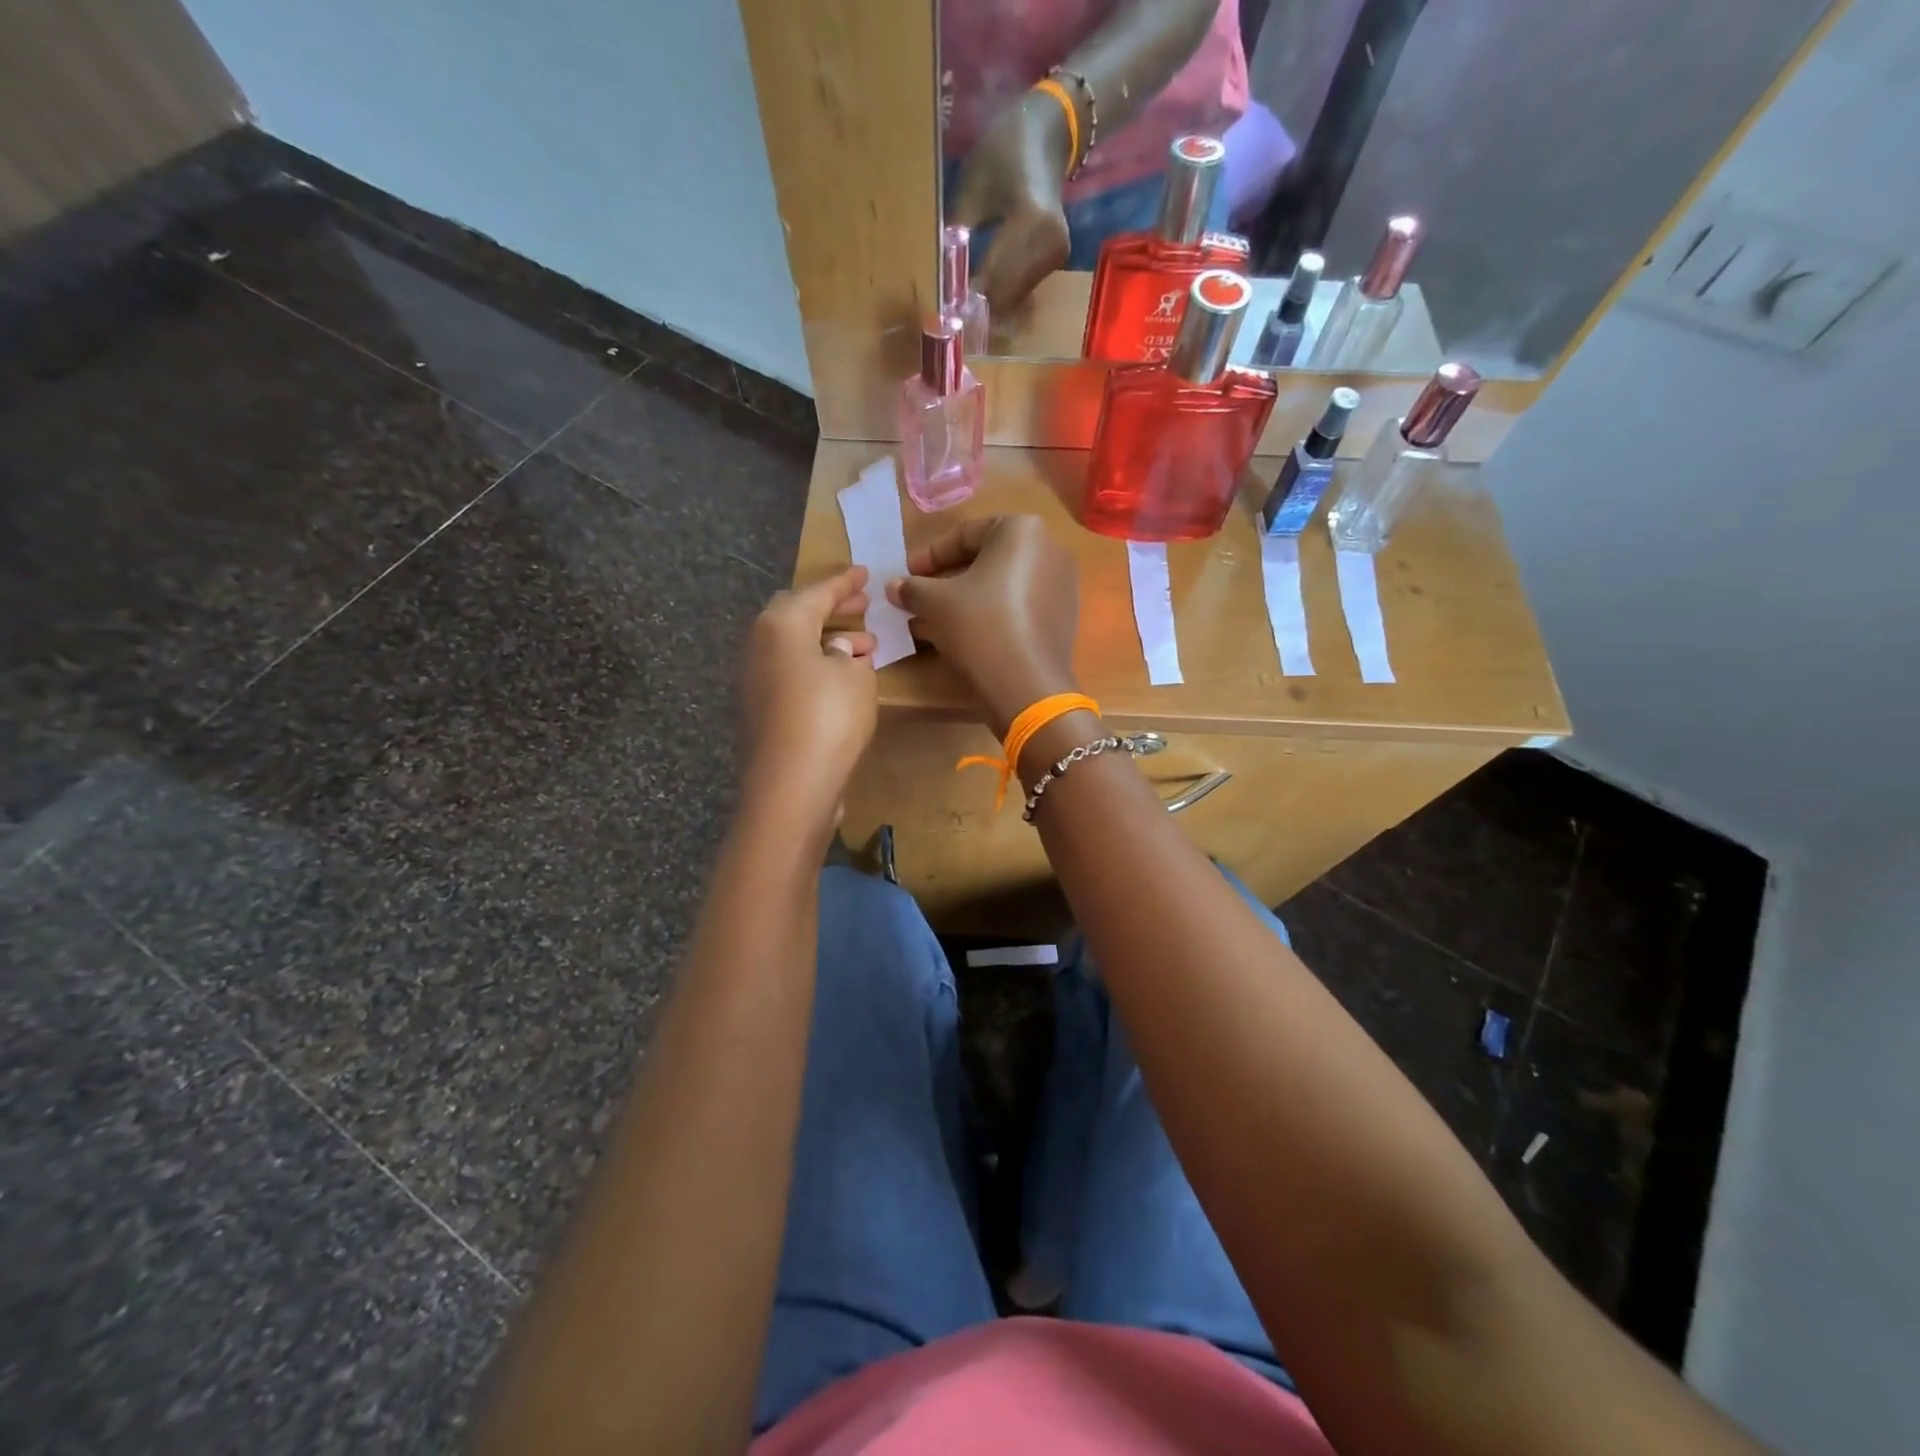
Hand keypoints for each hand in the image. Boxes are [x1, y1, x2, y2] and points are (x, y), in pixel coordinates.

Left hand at [739, 567, 878, 830]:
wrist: (790, 786)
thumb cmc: (828, 718)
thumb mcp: (856, 676)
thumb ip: (850, 652)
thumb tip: (838, 649)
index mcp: (781, 624)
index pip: (817, 592)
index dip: (845, 582)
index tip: (865, 573)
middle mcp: (760, 645)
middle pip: (796, 614)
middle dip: (831, 608)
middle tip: (862, 607)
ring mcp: (755, 679)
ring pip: (793, 645)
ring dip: (827, 640)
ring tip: (865, 646)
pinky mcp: (760, 709)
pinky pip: (791, 671)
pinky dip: (816, 666)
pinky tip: (842, 679)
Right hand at [885, 516, 1079, 735]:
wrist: (1027, 685)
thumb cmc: (979, 626)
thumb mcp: (935, 603)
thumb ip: (912, 589)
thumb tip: (893, 586)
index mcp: (1022, 530)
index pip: (965, 535)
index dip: (930, 557)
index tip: (907, 576)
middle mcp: (1049, 549)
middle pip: (986, 559)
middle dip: (948, 580)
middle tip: (919, 598)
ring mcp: (1061, 585)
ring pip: (1001, 585)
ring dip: (966, 600)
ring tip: (935, 621)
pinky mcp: (1063, 617)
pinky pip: (1019, 606)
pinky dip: (991, 614)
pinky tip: (965, 636)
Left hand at [949, 93, 1073, 316]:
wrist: (1046, 137)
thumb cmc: (1003, 154)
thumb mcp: (971, 189)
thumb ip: (956, 236)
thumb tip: (939, 280)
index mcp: (1031, 220)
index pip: (994, 277)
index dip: (968, 297)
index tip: (943, 308)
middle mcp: (1050, 245)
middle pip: (1006, 295)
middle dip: (978, 305)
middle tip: (950, 310)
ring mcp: (1057, 256)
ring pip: (1015, 298)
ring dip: (990, 303)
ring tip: (964, 298)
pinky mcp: (1056, 262)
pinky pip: (1023, 290)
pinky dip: (1002, 293)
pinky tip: (984, 287)